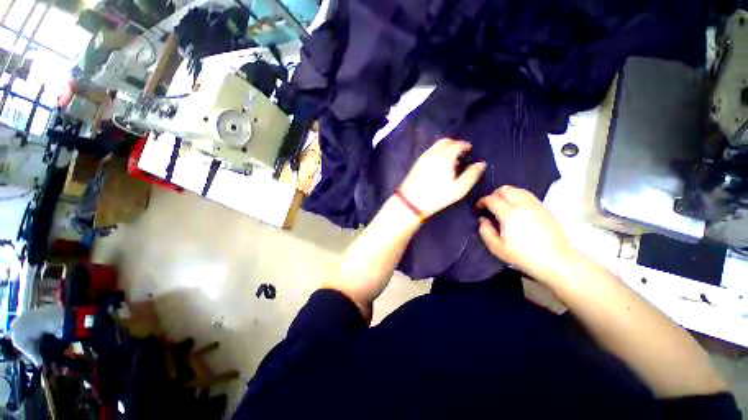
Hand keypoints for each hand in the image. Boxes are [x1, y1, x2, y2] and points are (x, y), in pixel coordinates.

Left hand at [399, 139, 485, 217]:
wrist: (411, 201)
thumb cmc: (437, 195)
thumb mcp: (459, 188)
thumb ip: (472, 174)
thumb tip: (481, 163)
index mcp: (445, 156)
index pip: (457, 144)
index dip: (465, 145)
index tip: (469, 149)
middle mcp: (434, 152)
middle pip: (446, 141)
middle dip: (455, 144)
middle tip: (461, 153)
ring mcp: (423, 156)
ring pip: (436, 145)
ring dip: (445, 147)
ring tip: (451, 159)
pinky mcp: (417, 162)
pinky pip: (430, 151)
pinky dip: (437, 152)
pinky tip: (439, 163)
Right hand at [477, 186, 575, 281]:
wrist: (556, 261)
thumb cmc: (523, 256)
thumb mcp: (496, 248)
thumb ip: (485, 231)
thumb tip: (483, 219)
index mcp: (509, 214)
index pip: (491, 199)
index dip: (481, 202)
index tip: (478, 209)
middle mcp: (523, 204)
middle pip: (505, 189)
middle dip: (494, 195)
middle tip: (490, 206)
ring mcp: (536, 205)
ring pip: (517, 190)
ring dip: (507, 195)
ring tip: (503, 207)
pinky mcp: (544, 208)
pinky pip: (527, 195)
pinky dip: (518, 198)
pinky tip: (517, 210)